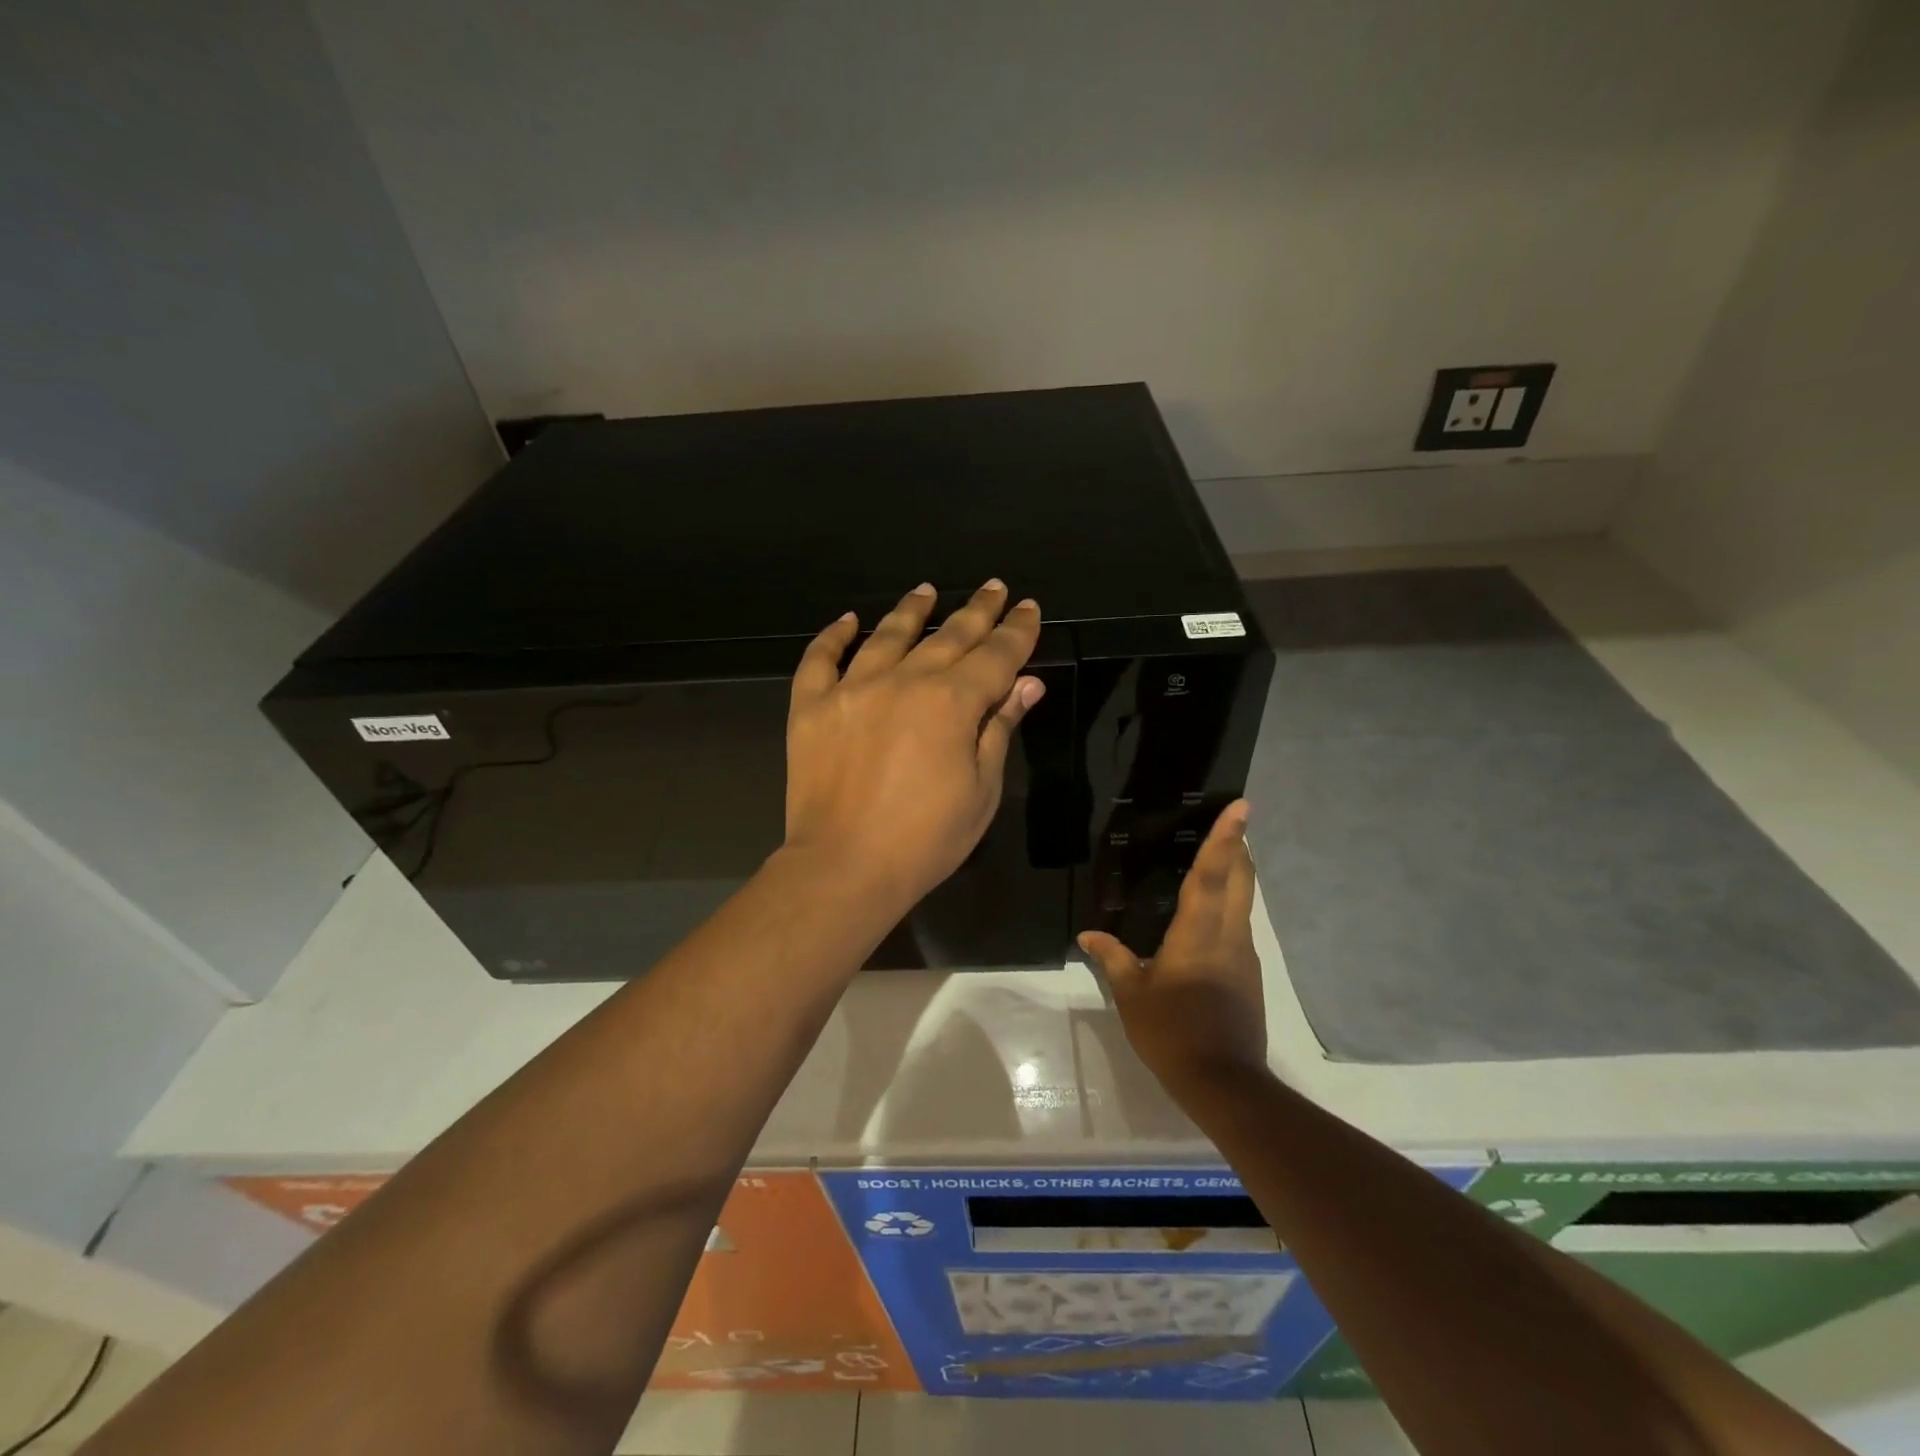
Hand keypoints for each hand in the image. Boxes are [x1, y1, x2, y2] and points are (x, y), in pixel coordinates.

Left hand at [784, 580, 1044, 914]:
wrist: (844, 867)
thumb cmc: (926, 839)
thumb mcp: (981, 789)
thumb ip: (1000, 728)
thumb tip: (1027, 683)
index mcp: (953, 702)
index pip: (995, 655)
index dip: (1016, 631)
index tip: (1028, 608)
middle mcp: (904, 681)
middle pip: (949, 637)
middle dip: (977, 611)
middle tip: (994, 588)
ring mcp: (852, 689)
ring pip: (887, 636)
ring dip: (912, 611)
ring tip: (927, 590)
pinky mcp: (811, 707)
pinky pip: (820, 660)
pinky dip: (834, 636)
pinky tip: (848, 620)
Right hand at [1079, 801, 1266, 1090]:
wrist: (1224, 1082)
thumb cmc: (1172, 1031)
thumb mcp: (1133, 994)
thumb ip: (1113, 958)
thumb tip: (1088, 935)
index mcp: (1199, 932)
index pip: (1212, 874)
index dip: (1225, 838)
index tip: (1241, 807)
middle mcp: (1229, 935)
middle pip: (1240, 879)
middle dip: (1238, 846)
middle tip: (1234, 820)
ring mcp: (1244, 955)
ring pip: (1244, 901)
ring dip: (1236, 874)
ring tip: (1219, 857)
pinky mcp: (1249, 974)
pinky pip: (1239, 924)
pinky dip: (1230, 904)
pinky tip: (1210, 913)